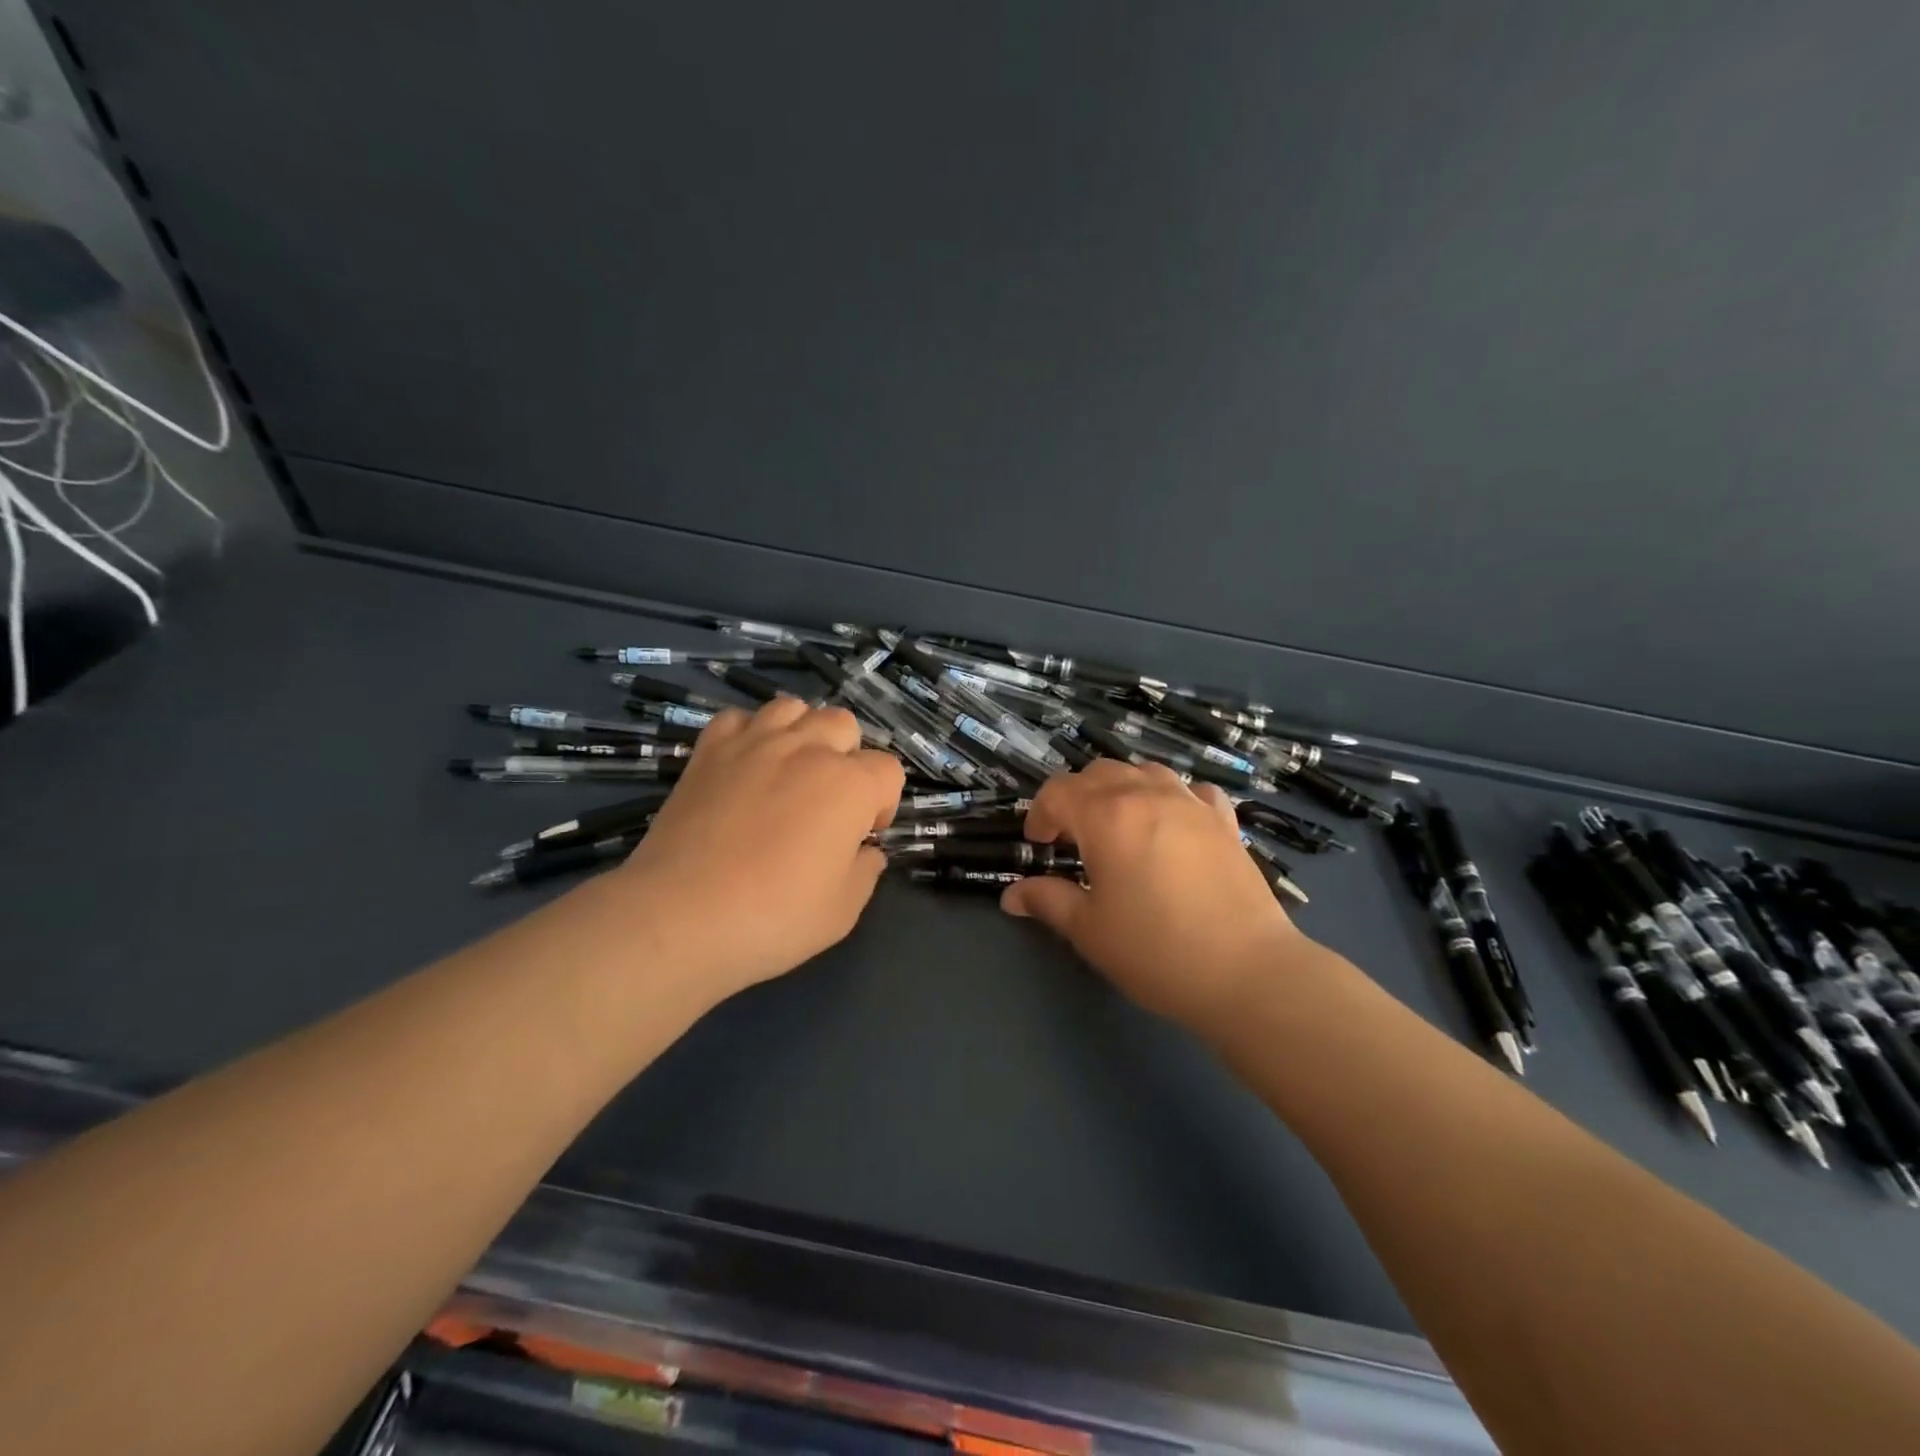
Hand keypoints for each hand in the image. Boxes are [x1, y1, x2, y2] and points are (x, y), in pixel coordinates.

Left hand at [613, 697, 903, 1001]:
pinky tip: (745, 765)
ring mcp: (755, 743)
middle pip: (844, 725)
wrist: (681, 915)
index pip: (888, 771)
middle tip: (829, 801)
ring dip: (802, 733)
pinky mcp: (710, 750)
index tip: (862, 835)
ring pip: (794, 708)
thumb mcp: (842, 911)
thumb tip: (865, 852)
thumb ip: (865, 871)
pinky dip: (748, 734)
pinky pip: (738, 718)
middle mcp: (808, 750)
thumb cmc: (773, 916)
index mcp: (850, 786)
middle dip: (847, 757)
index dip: (882, 804)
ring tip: (791, 771)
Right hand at [1001, 760, 1304, 1036]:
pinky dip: (1171, 798)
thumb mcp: (1089, 930)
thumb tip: (1012, 895)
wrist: (1247, 971)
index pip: (1058, 791)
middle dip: (1076, 797)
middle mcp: (1147, 795)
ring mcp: (1191, 804)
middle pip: (1099, 773)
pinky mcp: (1224, 821)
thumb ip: (1047, 901)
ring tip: (1118, 826)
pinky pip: (1190, 790)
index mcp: (1106, 815)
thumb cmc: (1155, 950)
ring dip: (1121, 789)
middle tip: (1071, 837)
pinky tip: (1172, 824)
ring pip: (1144, 772)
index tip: (1039, 845)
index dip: (1040, 813)